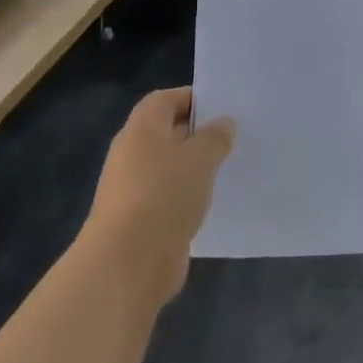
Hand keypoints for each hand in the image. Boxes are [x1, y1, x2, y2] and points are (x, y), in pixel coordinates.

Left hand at [84, 88, 234, 300]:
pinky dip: (190, 194)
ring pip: (171, 167)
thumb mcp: (200, 158)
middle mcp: (133, 155)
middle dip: (199, 132)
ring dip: (196, 166)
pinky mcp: (142, 220)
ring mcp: (135, 190)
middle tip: (234, 134)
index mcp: (141, 131)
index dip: (192, 98)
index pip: (164, 100)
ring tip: (230, 165)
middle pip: (167, 132)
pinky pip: (171, 196)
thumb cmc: (164, 195)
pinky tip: (214, 199)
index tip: (223, 105)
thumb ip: (215, 137)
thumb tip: (223, 123)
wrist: (128, 264)